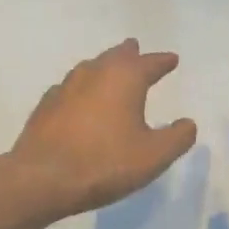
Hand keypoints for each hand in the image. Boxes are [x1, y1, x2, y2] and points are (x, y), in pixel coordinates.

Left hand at [9, 39, 196, 223]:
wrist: (41, 179)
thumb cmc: (104, 163)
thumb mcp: (153, 156)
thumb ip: (177, 138)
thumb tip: (188, 123)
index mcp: (125, 78)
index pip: (150, 63)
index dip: (163, 61)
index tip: (172, 59)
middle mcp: (95, 73)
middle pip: (116, 56)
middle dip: (130, 54)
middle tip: (136, 49)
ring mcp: (66, 86)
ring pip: (91, 67)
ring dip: (104, 66)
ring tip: (111, 71)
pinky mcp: (46, 105)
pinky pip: (71, 87)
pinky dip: (83, 88)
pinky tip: (81, 99)